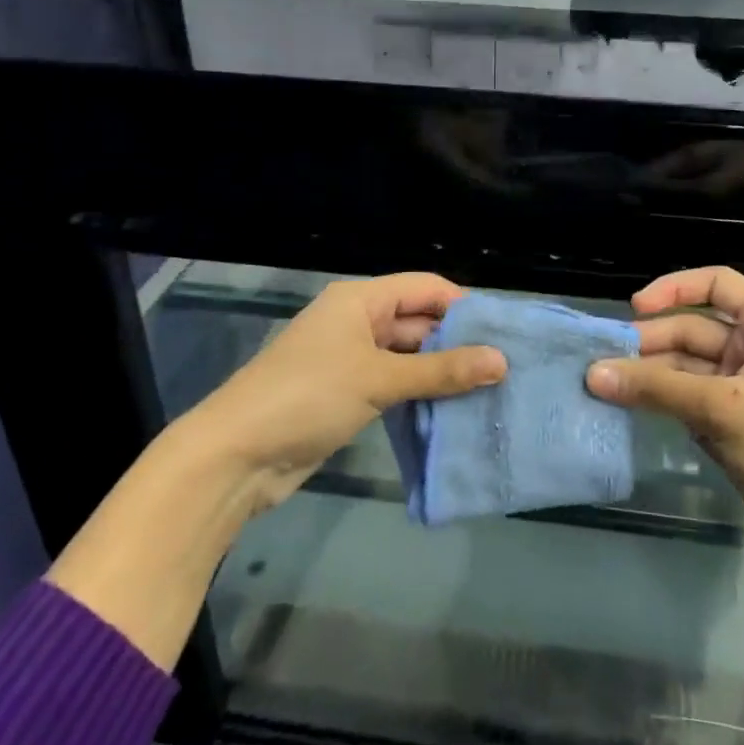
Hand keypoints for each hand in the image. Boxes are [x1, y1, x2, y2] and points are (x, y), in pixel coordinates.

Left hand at [192, 273, 505, 515]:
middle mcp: (357, 321)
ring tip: (491, 390)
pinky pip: (394, 385)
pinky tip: (454, 410)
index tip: (505, 332)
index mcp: (360, 300)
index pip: (425, 288)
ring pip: (408, 356)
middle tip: (506, 367)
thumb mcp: (378, 378)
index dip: (464, 306)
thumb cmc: (307, 397)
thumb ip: (441, 370)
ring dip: (441, 372)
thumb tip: (501, 361)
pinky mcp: (347, 394)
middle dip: (458, 342)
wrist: (236, 456)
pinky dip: (420, 395)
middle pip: (418, 321)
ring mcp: (351, 359)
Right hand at [586, 266, 743, 585]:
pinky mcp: (733, 430)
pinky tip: (626, 410)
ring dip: (649, 377)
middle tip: (602, 361)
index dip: (675, 287)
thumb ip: (656, 387)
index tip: (634, 308)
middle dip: (650, 343)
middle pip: (692, 330)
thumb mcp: (722, 408)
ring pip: (686, 370)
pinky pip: (687, 404)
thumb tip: (592, 372)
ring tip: (602, 387)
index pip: (718, 285)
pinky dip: (660, 405)